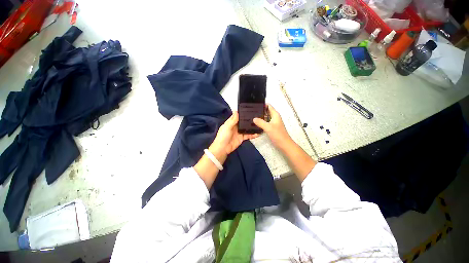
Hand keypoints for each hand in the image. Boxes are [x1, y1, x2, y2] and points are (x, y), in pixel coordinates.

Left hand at [209, 111, 258, 160]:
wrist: (223, 148)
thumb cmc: (223, 136)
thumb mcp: (227, 127)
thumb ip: (233, 120)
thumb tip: (236, 111)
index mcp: (231, 122)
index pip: (237, 116)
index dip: (242, 113)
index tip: (249, 109)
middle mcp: (235, 126)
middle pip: (243, 121)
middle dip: (248, 119)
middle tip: (257, 116)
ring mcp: (239, 132)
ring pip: (246, 128)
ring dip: (251, 127)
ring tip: (259, 124)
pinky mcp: (242, 138)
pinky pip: (248, 135)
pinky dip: (252, 134)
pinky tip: (257, 133)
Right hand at [253, 104, 291, 150]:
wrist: (284, 144)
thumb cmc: (278, 134)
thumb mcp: (268, 127)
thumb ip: (260, 122)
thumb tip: (254, 118)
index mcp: (275, 115)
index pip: (268, 106)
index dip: (262, 104)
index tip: (254, 104)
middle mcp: (274, 117)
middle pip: (266, 111)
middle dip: (259, 111)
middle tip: (250, 111)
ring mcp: (273, 123)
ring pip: (265, 117)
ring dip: (259, 117)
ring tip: (250, 116)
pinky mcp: (271, 128)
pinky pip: (265, 123)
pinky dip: (261, 122)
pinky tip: (255, 124)